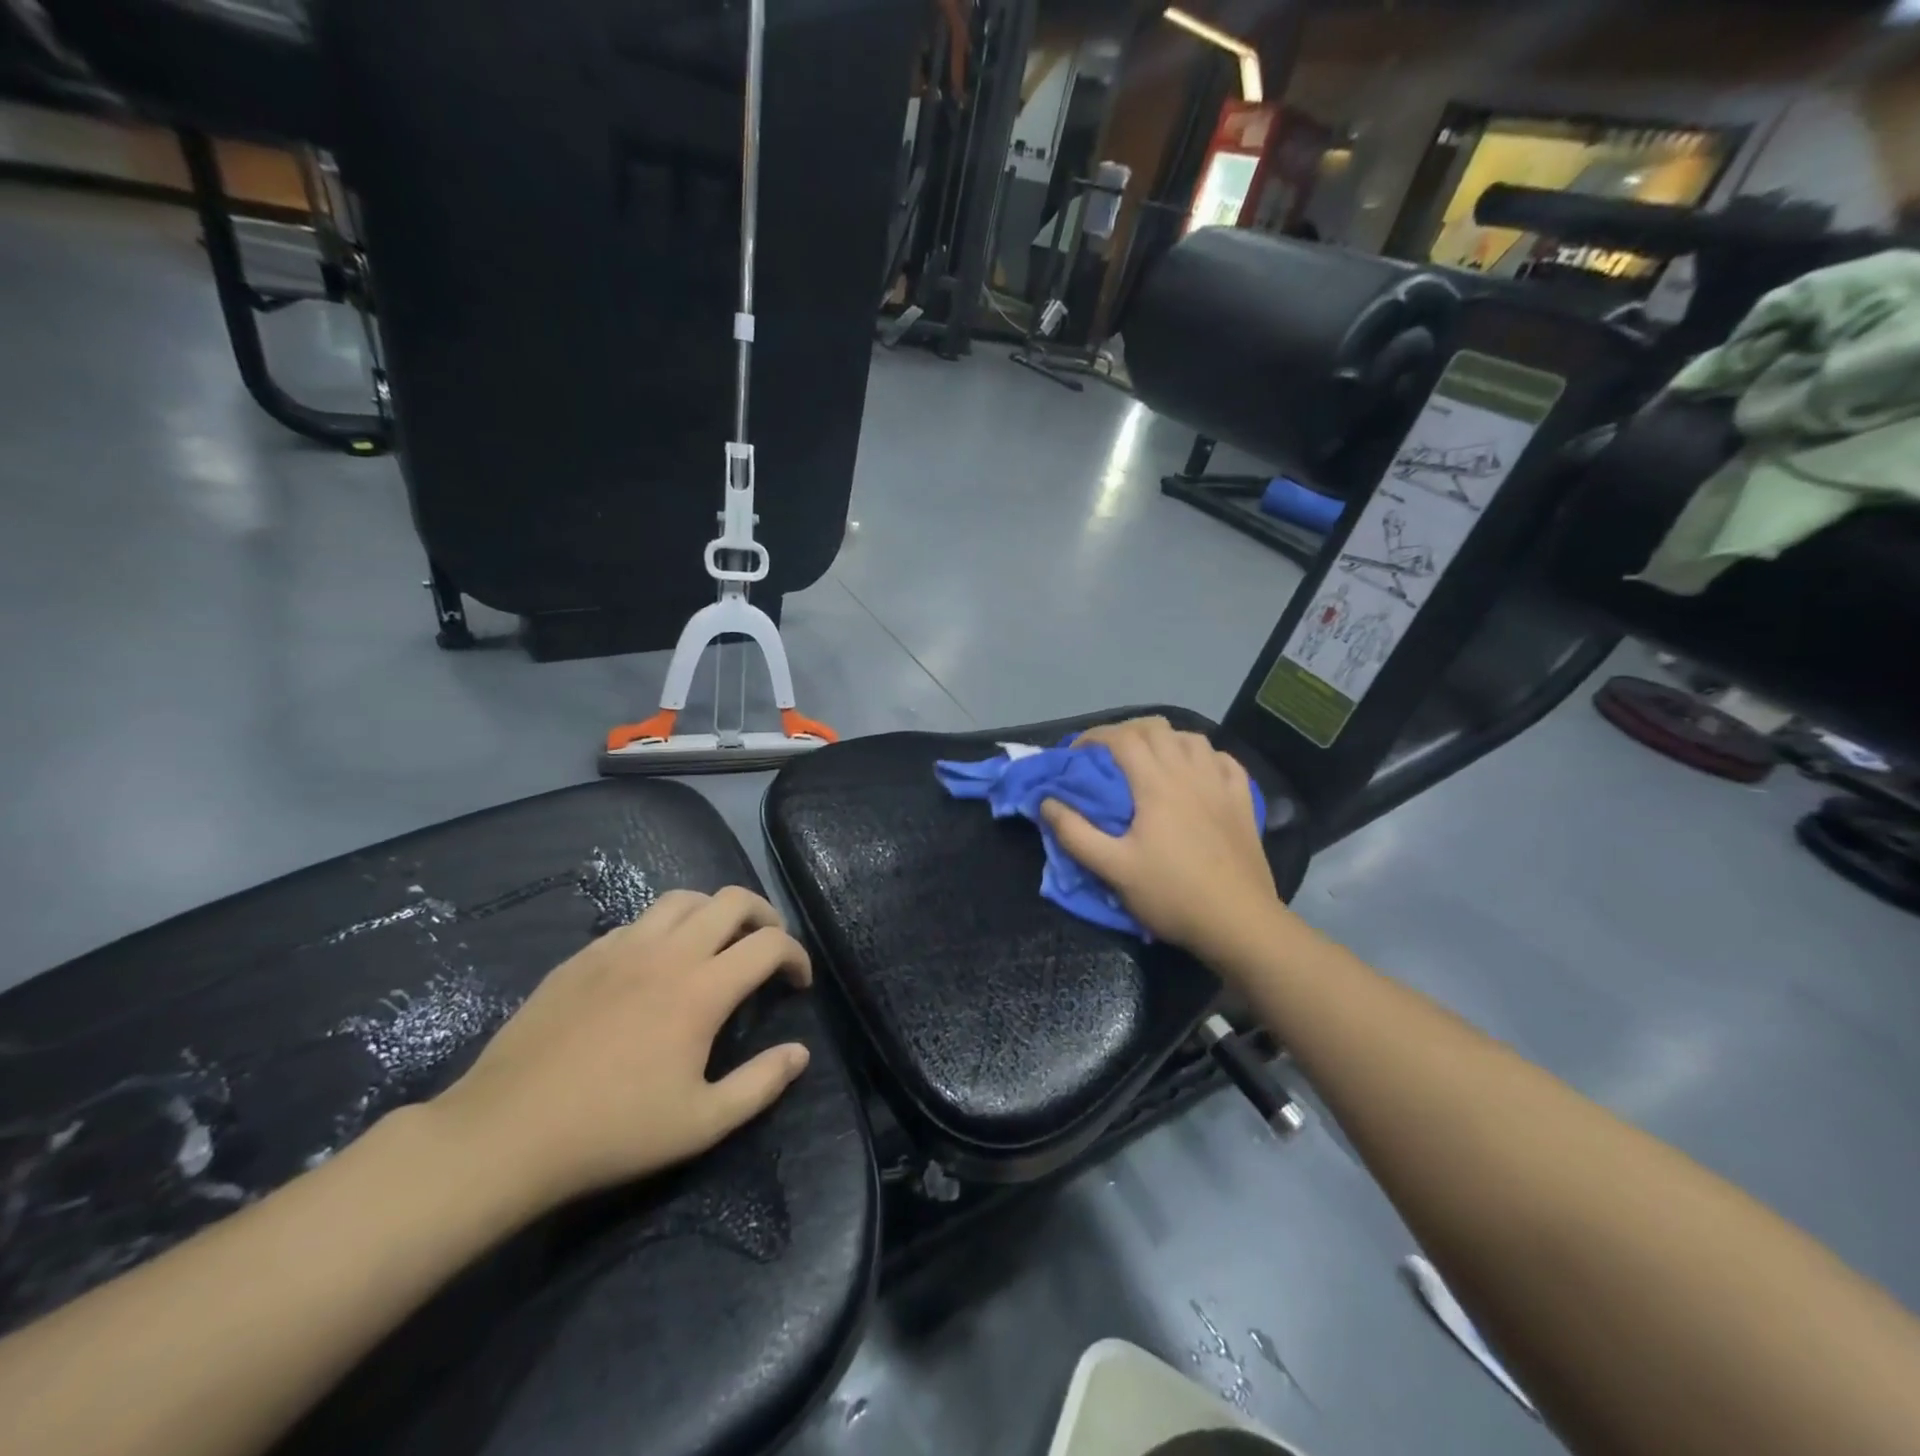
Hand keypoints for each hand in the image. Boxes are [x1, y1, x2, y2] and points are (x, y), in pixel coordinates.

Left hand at [428, 886, 812, 1213]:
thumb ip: (761, 1084)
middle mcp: (667, 952)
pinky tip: (656, 965)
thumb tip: (800, 1053)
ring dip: (714, 912)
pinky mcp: (584, 955)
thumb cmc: (612, 1131)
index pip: (769, 943)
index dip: (796, 955)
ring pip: (683, 898)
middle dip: (764, 914)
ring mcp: (620, 947)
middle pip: (732, 899)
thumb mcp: (701, 1124)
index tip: (798, 982)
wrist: (505, 1133)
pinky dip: (665, 929)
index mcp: (702, 989)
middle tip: (767, 946)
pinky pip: (638, 921)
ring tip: (717, 943)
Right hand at [1041, 716, 1287, 966]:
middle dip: (1126, 732)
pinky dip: (1204, 756)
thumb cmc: (1172, 894)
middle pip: (1156, 729)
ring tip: (1150, 759)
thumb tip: (1046, 802)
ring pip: (1192, 738)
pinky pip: (1224, 761)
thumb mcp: (1113, 869)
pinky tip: (1197, 770)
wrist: (1239, 922)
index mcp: (1156, 784)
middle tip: (1107, 755)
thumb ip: (1075, 834)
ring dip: (1165, 739)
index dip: (1094, 736)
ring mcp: (1221, 784)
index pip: (1122, 738)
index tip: (1076, 752)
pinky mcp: (1243, 801)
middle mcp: (1189, 772)